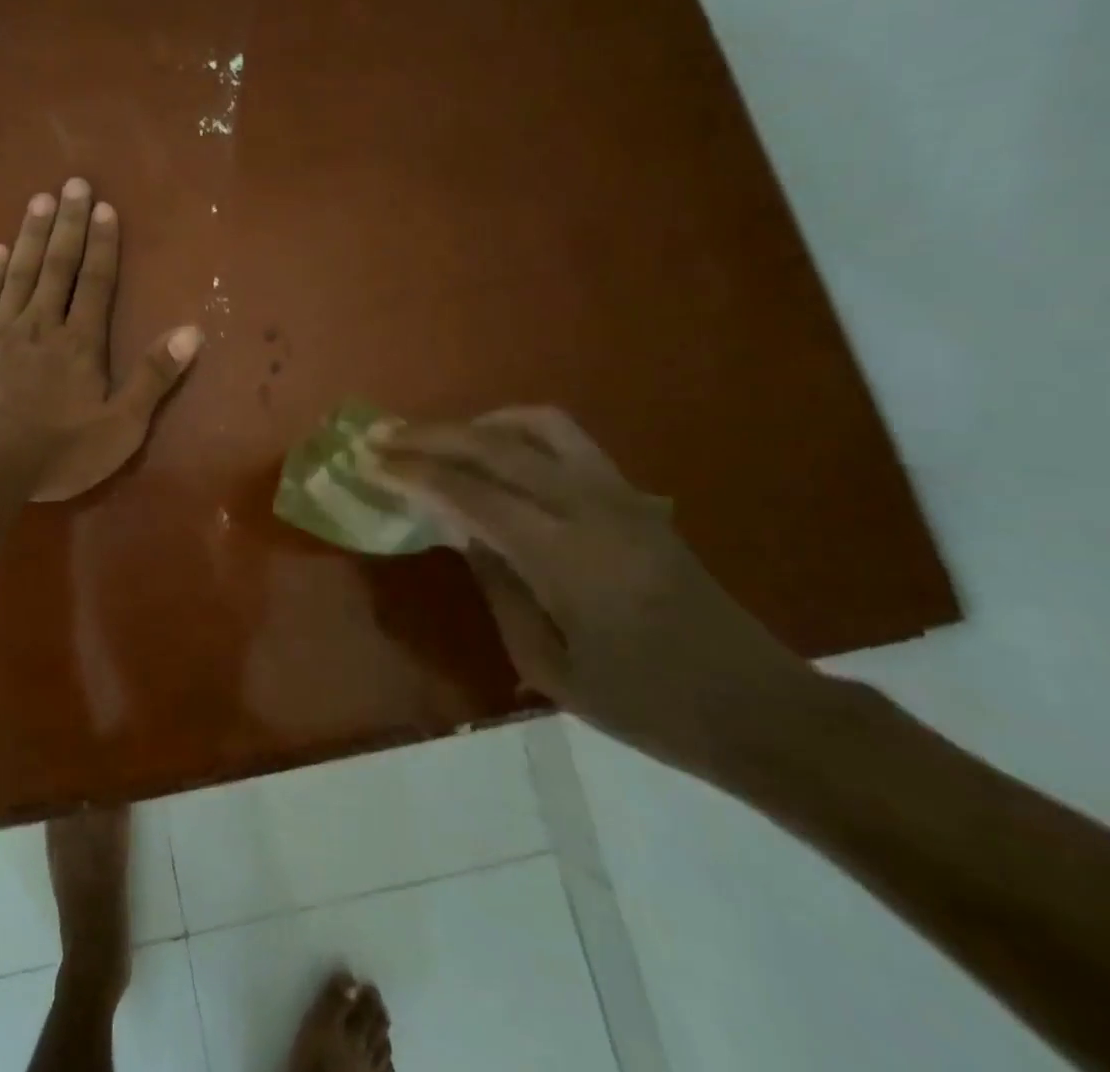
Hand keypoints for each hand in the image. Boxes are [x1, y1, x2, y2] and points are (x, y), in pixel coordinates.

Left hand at [0, 179, 201, 501]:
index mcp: (80, 343)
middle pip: (57, 266)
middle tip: (73, 183)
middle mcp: (41, 324)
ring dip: (32, 235)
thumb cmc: (54, 451)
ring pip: (19, 272)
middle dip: (68, 223)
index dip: (102, 244)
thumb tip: (193, 331)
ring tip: (39, 199)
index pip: (95, 283)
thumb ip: (154, 378)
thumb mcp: (120, 427)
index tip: (104, 208)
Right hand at [368, 407, 820, 776]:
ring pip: (538, 426)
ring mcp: (619, 495)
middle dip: (432, 436)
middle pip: (496, 446)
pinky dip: (518, 431)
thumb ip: (499, 588)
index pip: (471, 494)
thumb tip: (461, 531)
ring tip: (439, 438)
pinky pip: (567, 440)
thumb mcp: (552, 668)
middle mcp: (591, 509)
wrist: (761, 709)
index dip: (414, 473)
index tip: (370, 462)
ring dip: (478, 423)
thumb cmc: (648, 705)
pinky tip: (496, 453)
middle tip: (385, 437)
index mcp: (566, 559)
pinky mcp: (635, 496)